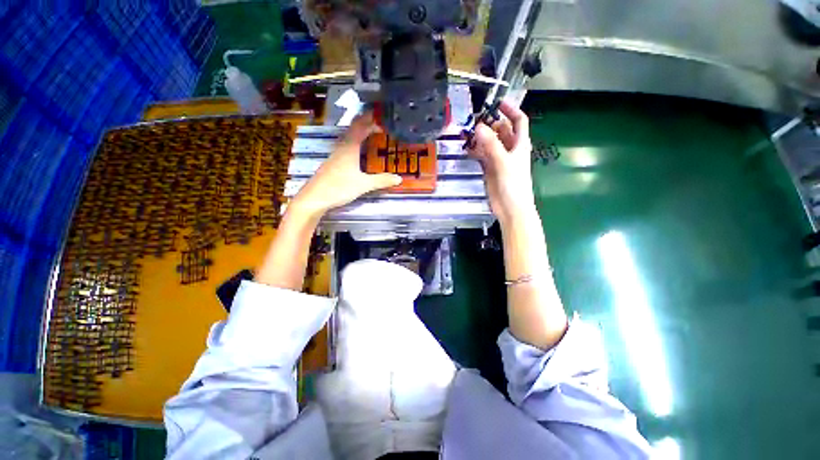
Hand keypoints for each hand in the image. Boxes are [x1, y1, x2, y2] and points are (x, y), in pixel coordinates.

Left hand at [288, 112, 401, 219]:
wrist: (314, 198)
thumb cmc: (339, 188)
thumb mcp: (363, 185)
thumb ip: (381, 180)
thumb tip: (399, 178)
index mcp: (349, 148)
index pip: (361, 127)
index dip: (370, 119)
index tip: (382, 115)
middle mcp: (342, 147)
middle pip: (353, 129)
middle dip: (366, 123)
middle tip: (379, 121)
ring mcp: (335, 155)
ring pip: (349, 137)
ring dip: (360, 132)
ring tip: (371, 132)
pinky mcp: (333, 163)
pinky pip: (346, 146)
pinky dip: (355, 142)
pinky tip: (358, 150)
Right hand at [468, 100, 535, 223]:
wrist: (511, 208)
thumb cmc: (513, 185)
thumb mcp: (503, 162)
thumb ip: (491, 145)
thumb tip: (479, 126)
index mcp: (520, 145)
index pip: (518, 121)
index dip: (511, 110)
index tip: (497, 102)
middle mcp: (510, 150)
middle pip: (502, 131)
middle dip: (490, 123)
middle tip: (475, 119)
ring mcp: (499, 160)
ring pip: (490, 143)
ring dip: (481, 138)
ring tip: (468, 133)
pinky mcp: (490, 170)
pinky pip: (482, 156)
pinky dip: (476, 151)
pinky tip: (468, 149)